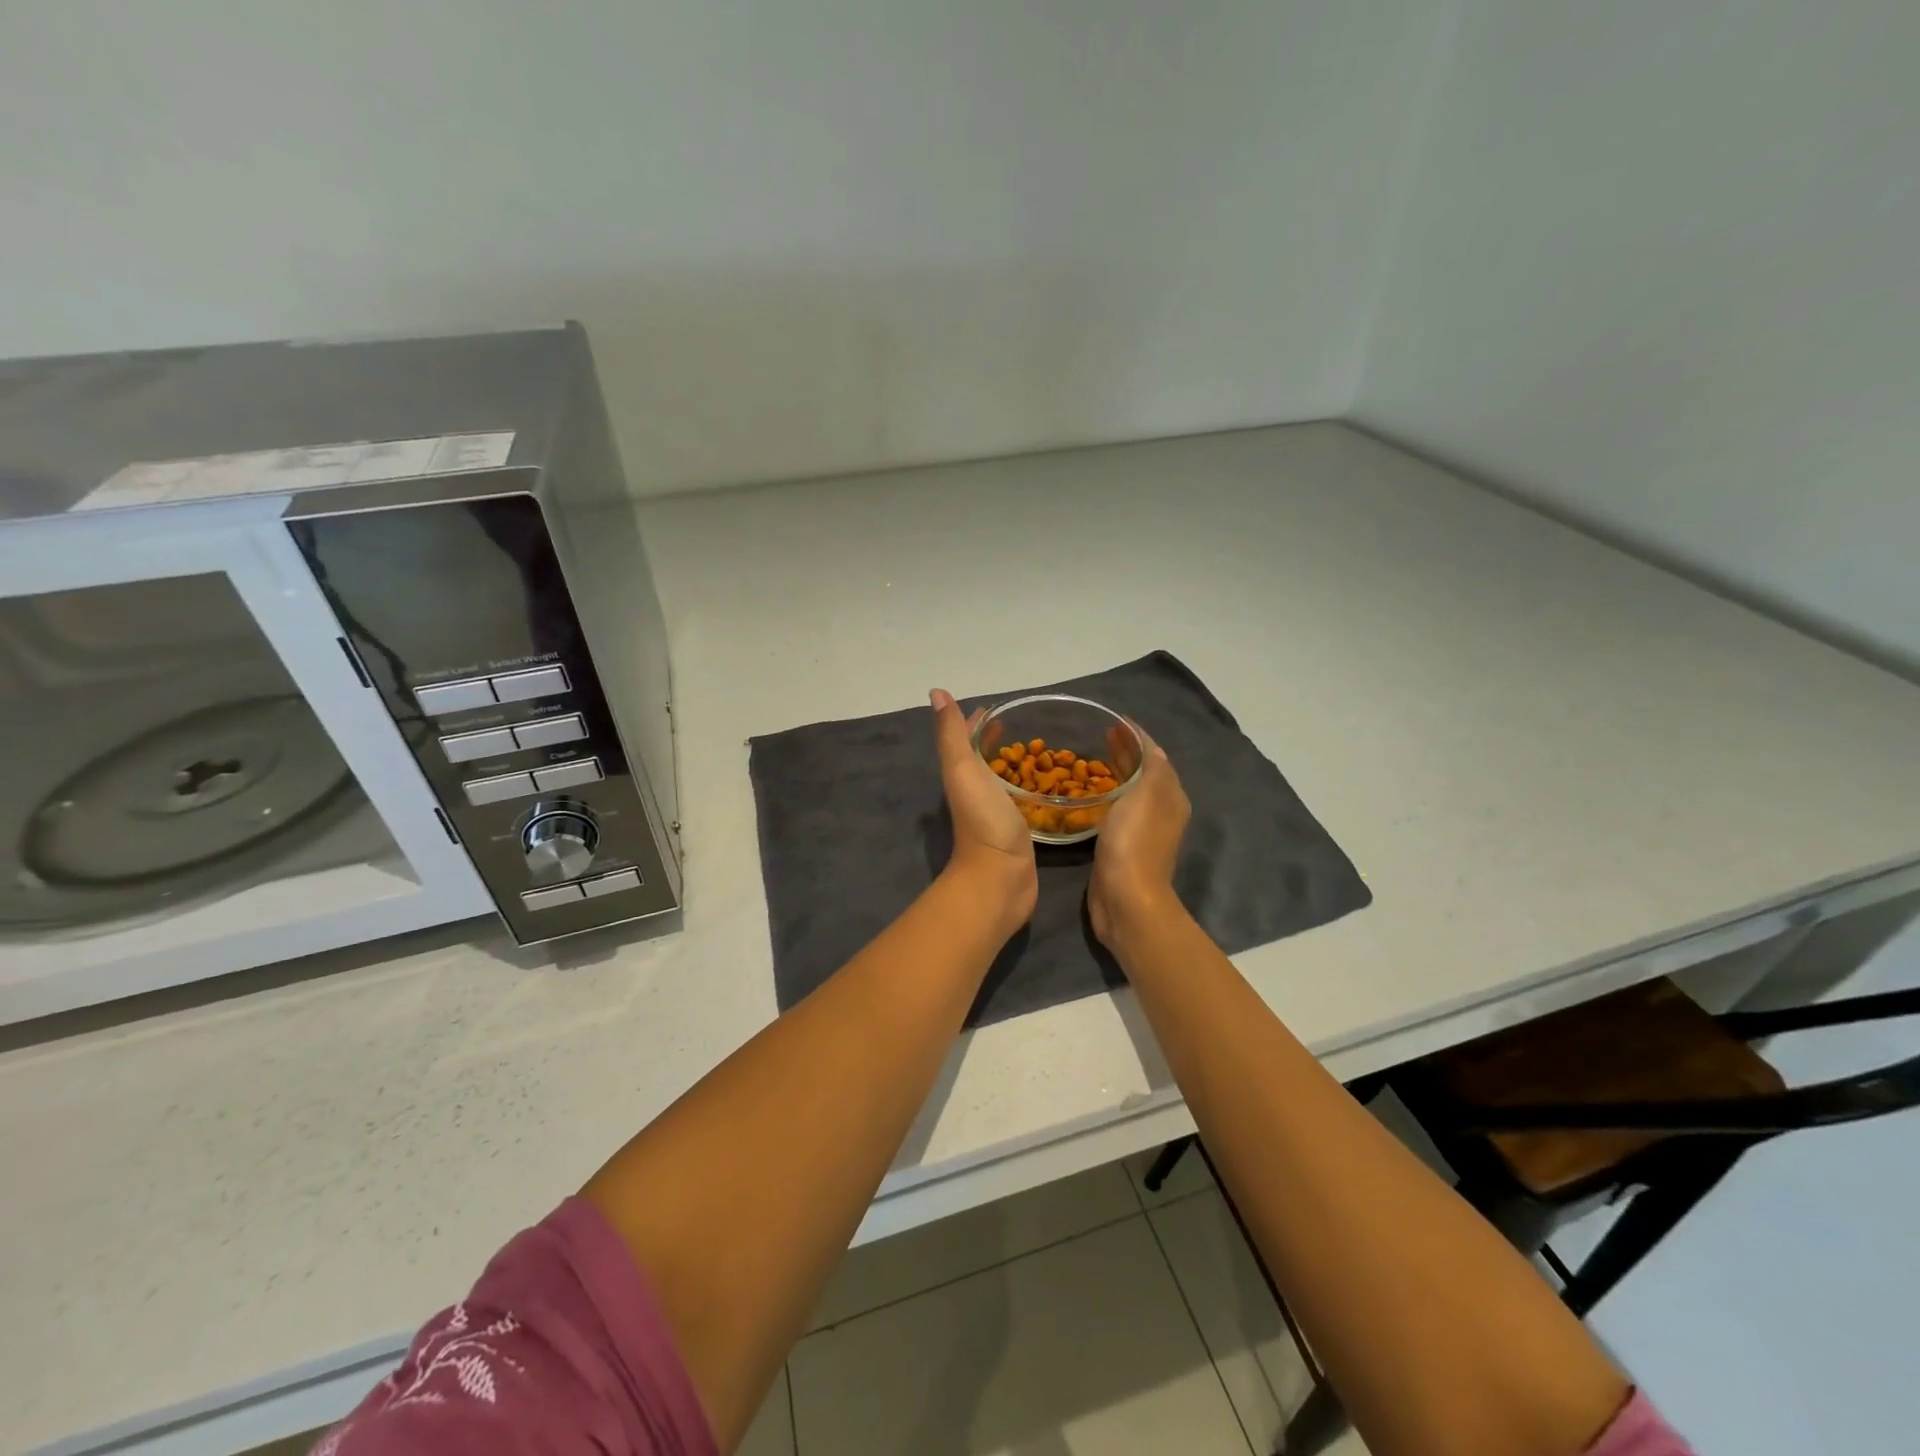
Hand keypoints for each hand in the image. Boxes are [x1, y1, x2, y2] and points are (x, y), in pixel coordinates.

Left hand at [930, 689, 1037, 934]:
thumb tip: (937, 693)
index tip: (1002, 707)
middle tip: (1028, 725)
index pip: (969, 738)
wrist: (999, 878)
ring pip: (1005, 779)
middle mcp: (976, 791)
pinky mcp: (1017, 830)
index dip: (981, 721)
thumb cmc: (983, 820)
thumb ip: (952, 734)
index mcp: (963, 774)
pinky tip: (1050, 785)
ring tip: (1044, 748)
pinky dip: (1032, 787)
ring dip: (1017, 764)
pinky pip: (1024, 800)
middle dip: (1001, 740)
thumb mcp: (963, 769)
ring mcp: (996, 812)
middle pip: (987, 758)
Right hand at [1088, 736, 1189, 950]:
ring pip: (1130, 790)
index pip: (1155, 755)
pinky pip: (1116, 809)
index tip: (1114, 720)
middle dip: (1126, 751)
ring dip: (1116, 772)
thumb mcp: (1146, 795)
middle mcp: (1161, 810)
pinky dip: (1107, 794)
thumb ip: (1151, 766)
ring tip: (1093, 757)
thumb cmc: (1134, 841)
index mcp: (1170, 796)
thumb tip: (1150, 745)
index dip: (1136, 736)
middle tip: (1101, 734)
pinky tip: (1090, 793)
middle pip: (1144, 772)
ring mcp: (1142, 829)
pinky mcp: (1122, 845)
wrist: (1126, 898)